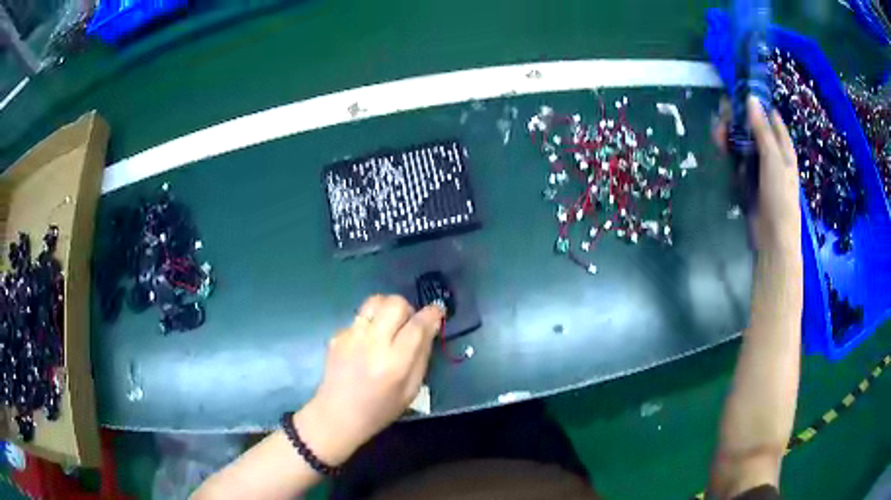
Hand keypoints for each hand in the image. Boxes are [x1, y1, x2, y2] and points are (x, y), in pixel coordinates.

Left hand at [295, 295, 443, 465]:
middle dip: (408, 309)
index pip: (417, 325)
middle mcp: (372, 344)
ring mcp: (351, 336)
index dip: (432, 313)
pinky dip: (369, 324)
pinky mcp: (337, 335)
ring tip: (388, 327)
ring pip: (375, 301)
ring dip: (387, 309)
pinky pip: (360, 317)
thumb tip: (430, 327)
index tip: (438, 311)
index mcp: (394, 363)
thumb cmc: (380, 409)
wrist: (337, 414)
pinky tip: (367, 343)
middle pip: (395, 304)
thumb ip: (422, 356)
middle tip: (408, 324)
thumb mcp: (411, 390)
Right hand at [714, 96, 800, 255]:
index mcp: (783, 148)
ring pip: (743, 143)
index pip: (771, 118)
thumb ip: (762, 130)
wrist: (773, 239)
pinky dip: (728, 152)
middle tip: (722, 113)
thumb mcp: (774, 159)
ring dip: (730, 134)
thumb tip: (750, 99)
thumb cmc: (780, 197)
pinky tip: (719, 145)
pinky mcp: (747, 181)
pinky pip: (737, 160)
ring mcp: (759, 168)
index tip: (739, 94)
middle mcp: (771, 155)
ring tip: (717, 131)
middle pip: (754, 129)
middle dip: (738, 119)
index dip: (757, 105)